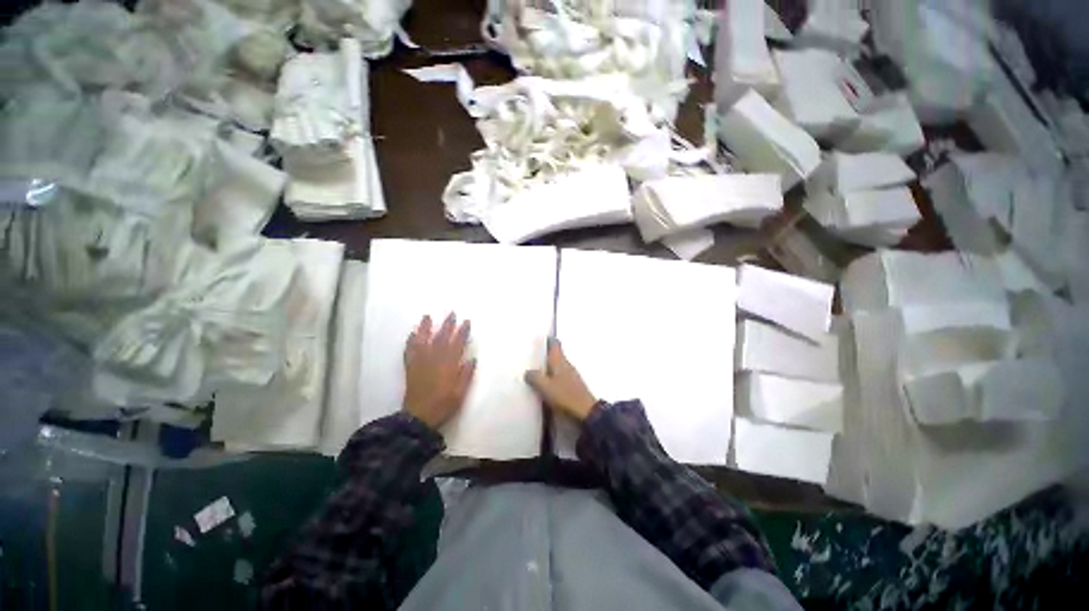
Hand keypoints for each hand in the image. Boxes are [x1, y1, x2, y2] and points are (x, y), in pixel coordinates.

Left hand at [403, 314, 475, 429]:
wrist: (419, 417)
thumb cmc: (444, 404)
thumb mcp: (460, 392)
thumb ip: (466, 374)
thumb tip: (471, 358)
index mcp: (449, 366)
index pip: (457, 344)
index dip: (462, 332)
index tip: (466, 321)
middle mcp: (434, 360)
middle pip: (441, 339)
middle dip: (447, 325)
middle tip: (451, 313)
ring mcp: (421, 363)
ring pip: (423, 341)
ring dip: (426, 328)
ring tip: (427, 316)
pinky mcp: (411, 368)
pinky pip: (410, 351)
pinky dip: (411, 342)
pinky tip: (412, 334)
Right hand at [525, 339, 597, 421]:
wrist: (586, 413)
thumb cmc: (564, 396)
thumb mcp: (545, 387)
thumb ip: (535, 378)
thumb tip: (527, 372)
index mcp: (560, 361)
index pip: (555, 345)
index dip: (548, 340)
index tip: (540, 337)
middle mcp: (567, 365)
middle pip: (556, 355)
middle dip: (547, 353)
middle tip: (533, 354)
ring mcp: (572, 375)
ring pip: (558, 366)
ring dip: (549, 366)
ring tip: (537, 369)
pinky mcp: (573, 386)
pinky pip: (561, 377)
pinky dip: (553, 377)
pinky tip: (547, 384)